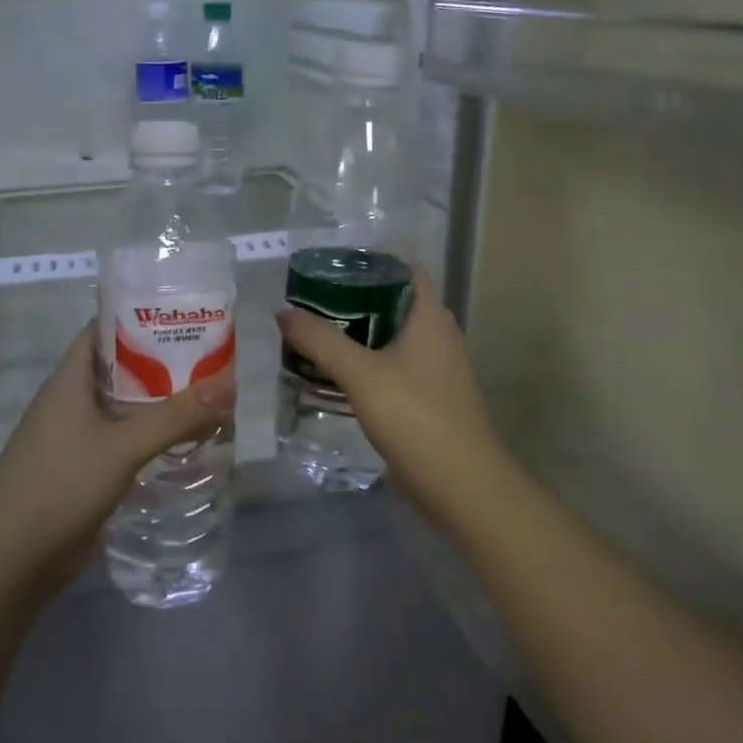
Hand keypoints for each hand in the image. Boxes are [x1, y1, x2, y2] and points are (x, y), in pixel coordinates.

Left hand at [0, 326, 233, 588]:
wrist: (11, 558)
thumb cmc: (60, 484)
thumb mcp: (123, 446)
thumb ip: (175, 416)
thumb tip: (229, 384)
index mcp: (70, 380)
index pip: (104, 330)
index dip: (140, 318)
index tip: (184, 316)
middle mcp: (71, 402)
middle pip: (120, 370)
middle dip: (162, 364)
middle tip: (210, 361)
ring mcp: (75, 438)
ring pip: (123, 409)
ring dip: (159, 405)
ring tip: (206, 399)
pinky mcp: (83, 470)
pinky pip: (122, 442)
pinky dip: (150, 438)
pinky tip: (183, 445)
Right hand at [277, 266, 509, 519]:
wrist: (460, 482)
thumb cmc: (414, 415)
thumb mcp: (360, 373)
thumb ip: (321, 341)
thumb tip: (283, 312)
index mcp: (430, 317)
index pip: (405, 269)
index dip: (372, 260)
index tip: (332, 263)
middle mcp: (439, 335)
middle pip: (395, 302)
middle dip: (355, 297)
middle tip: (312, 297)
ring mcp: (437, 367)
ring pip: (393, 336)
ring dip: (359, 332)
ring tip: (316, 331)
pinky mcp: (430, 396)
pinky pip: (395, 365)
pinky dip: (368, 361)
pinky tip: (338, 373)